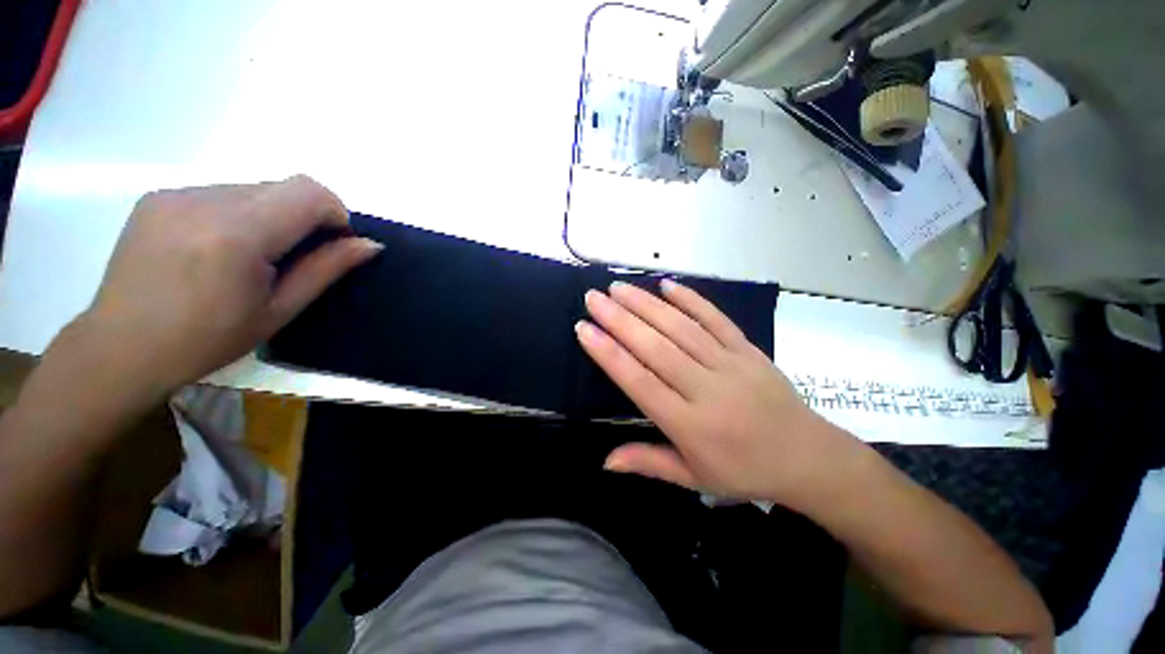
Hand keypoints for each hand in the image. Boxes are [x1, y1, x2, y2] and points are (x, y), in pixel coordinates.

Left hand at [79, 175, 380, 399]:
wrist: (120, 349)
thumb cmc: (207, 340)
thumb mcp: (279, 309)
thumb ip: (326, 269)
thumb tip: (369, 244)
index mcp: (237, 234)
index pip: (308, 192)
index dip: (334, 212)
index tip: (335, 243)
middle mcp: (203, 200)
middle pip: (282, 186)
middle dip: (305, 216)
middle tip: (296, 257)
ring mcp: (175, 194)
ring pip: (252, 188)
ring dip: (271, 215)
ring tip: (253, 257)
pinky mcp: (158, 197)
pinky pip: (219, 193)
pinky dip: (239, 214)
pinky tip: (221, 248)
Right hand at [576, 280, 860, 507]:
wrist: (810, 458)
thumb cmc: (746, 471)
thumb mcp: (694, 478)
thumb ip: (648, 464)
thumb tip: (605, 460)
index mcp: (690, 425)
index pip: (640, 382)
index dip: (608, 354)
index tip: (584, 330)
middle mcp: (707, 389)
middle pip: (656, 348)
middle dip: (619, 319)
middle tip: (593, 298)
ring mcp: (731, 364)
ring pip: (681, 328)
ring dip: (647, 304)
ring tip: (619, 288)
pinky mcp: (748, 349)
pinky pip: (716, 319)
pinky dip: (691, 299)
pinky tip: (667, 284)